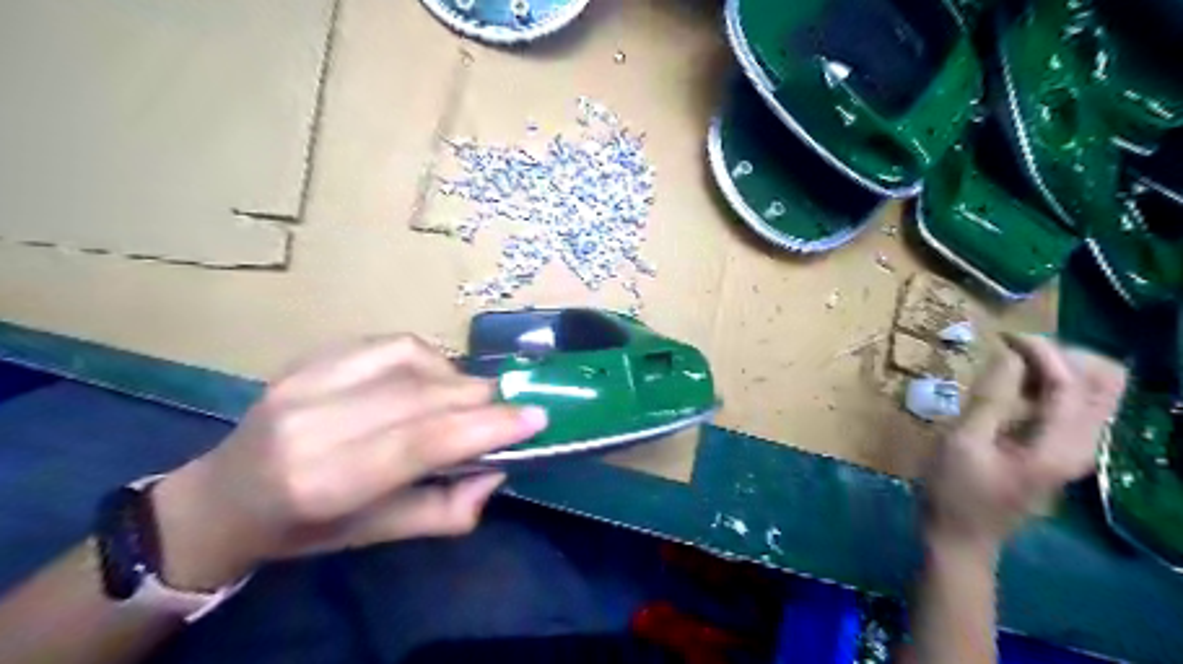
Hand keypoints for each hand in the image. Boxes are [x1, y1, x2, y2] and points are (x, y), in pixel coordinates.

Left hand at [146, 338, 544, 590]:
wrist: (223, 496)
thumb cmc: (304, 529)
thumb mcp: (377, 536)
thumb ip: (446, 510)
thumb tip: (498, 470)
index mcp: (324, 481)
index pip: (421, 441)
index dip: (486, 426)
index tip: (536, 417)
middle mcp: (311, 423)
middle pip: (422, 395)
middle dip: (481, 398)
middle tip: (512, 408)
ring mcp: (304, 381)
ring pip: (411, 361)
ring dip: (457, 377)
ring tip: (469, 400)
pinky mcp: (308, 357)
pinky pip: (390, 344)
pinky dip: (428, 358)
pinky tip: (434, 379)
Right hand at [925, 337, 1126, 549]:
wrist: (961, 537)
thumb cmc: (955, 491)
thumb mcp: (963, 443)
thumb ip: (990, 399)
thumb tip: (1007, 356)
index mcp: (1059, 447)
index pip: (1070, 383)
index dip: (1041, 352)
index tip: (1004, 335)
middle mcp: (1082, 446)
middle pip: (1105, 383)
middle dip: (1063, 356)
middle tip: (1014, 350)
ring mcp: (1075, 450)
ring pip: (1096, 392)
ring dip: (1061, 368)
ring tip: (1014, 362)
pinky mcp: (1061, 452)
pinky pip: (1076, 406)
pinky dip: (1054, 386)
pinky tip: (1017, 385)